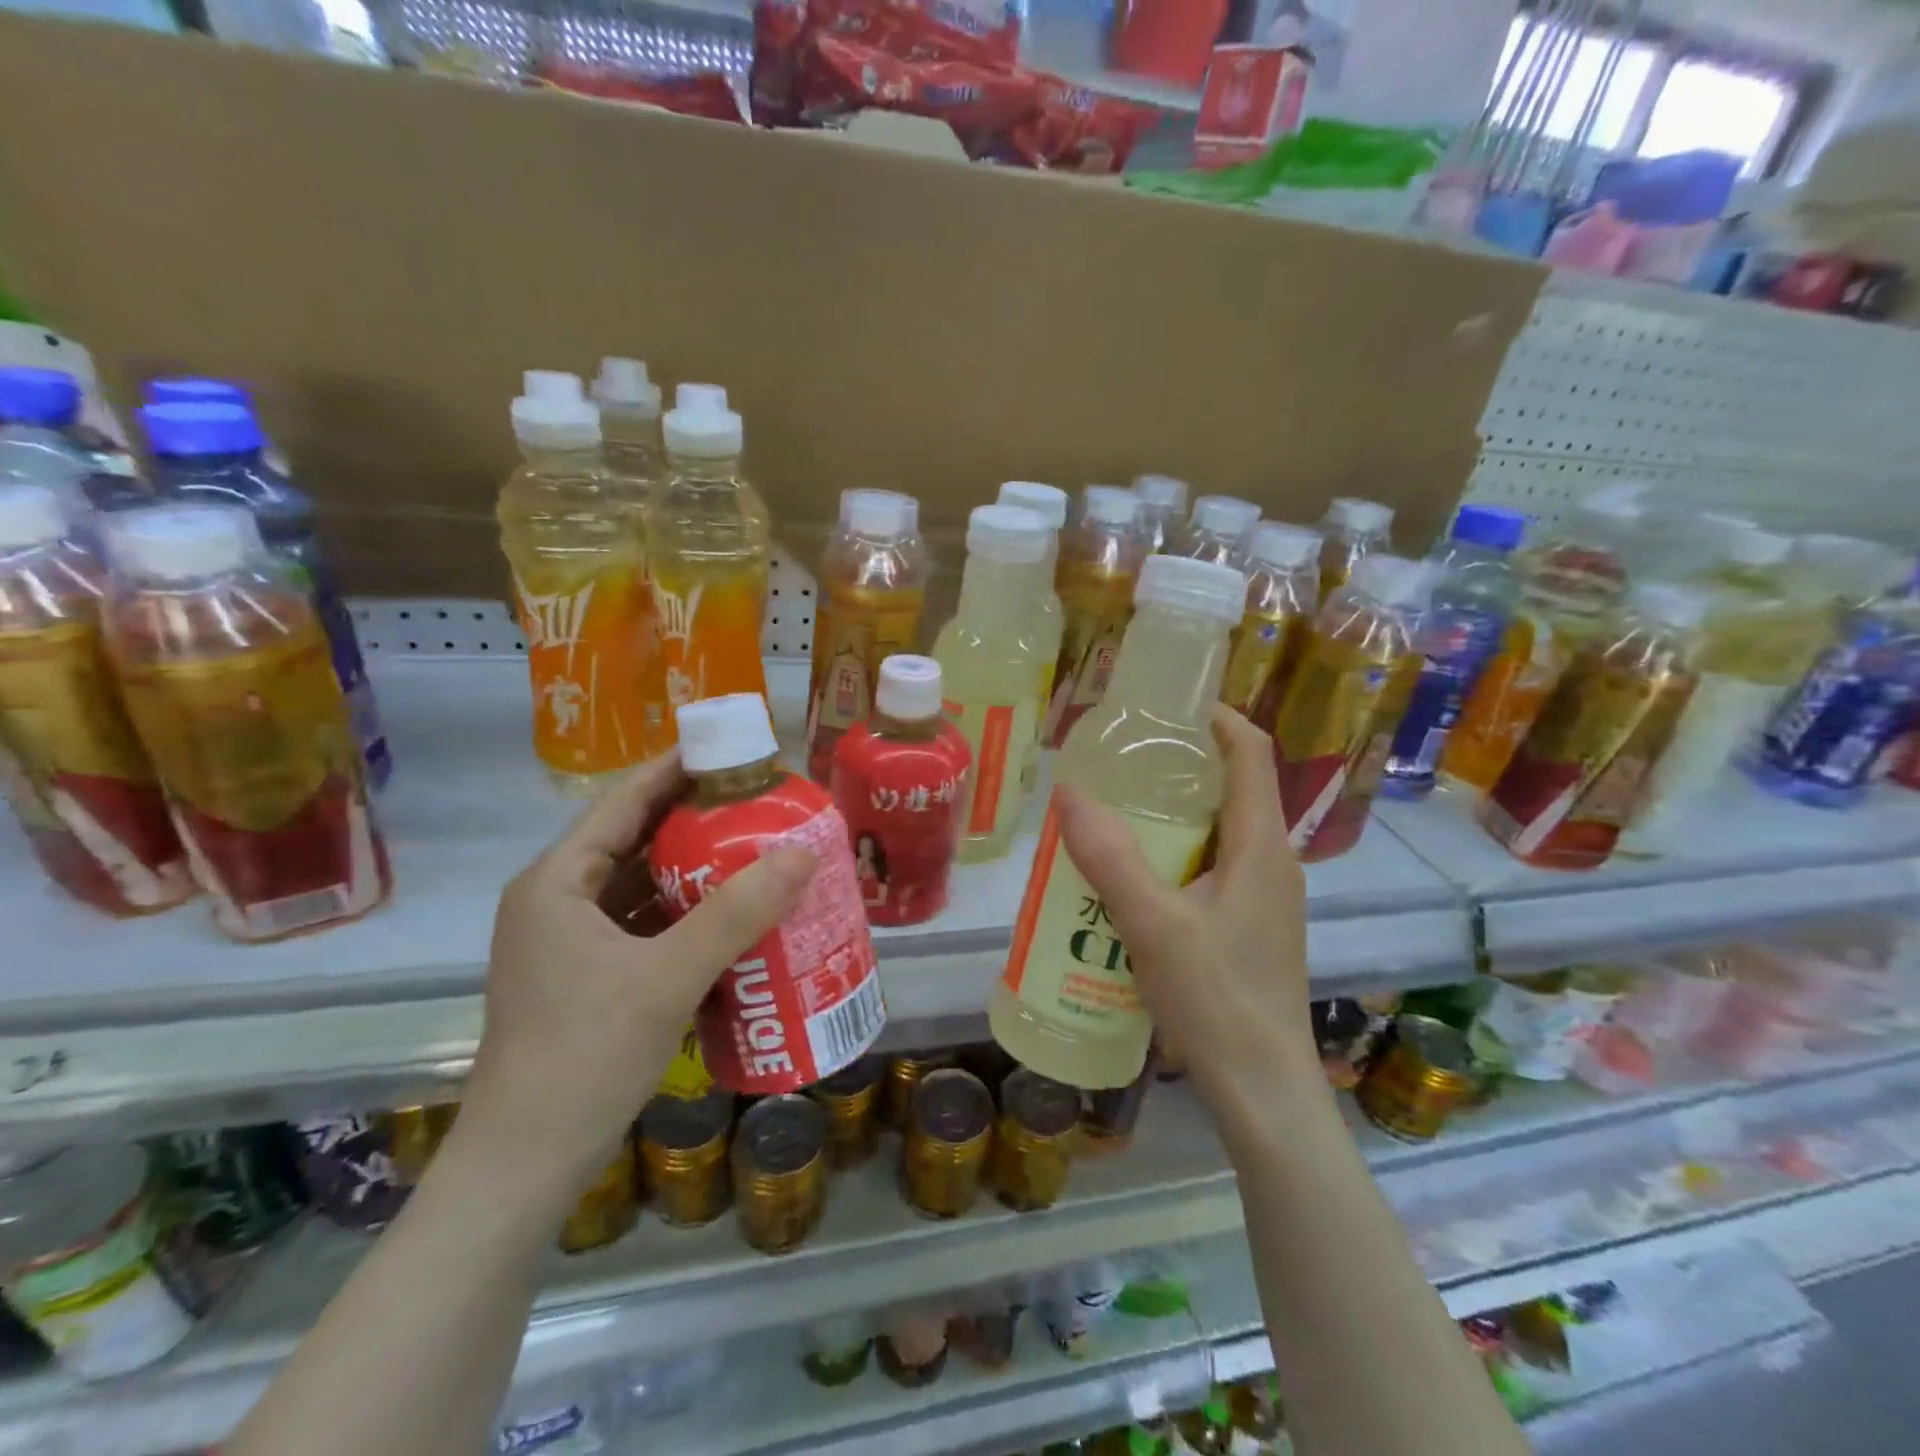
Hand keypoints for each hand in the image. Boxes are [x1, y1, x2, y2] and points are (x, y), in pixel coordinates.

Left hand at [460, 754, 817, 1197]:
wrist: (524, 1168)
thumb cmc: (584, 1056)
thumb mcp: (668, 977)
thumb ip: (737, 912)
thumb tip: (803, 852)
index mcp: (558, 882)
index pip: (624, 801)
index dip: (678, 768)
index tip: (734, 751)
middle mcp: (557, 901)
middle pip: (635, 839)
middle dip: (697, 819)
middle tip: (762, 803)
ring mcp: (570, 943)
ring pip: (642, 885)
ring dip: (696, 869)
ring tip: (759, 849)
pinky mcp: (588, 978)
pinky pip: (645, 925)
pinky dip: (686, 914)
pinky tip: (735, 916)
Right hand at [1054, 707, 1317, 1112]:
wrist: (1263, 1090)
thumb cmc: (1217, 999)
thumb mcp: (1152, 924)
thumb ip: (1109, 856)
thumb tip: (1069, 791)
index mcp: (1262, 845)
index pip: (1251, 753)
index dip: (1217, 717)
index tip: (1166, 704)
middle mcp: (1273, 861)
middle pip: (1234, 788)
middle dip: (1181, 767)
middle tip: (1121, 762)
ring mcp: (1267, 897)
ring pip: (1220, 833)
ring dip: (1174, 817)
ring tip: (1116, 815)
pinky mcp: (1253, 926)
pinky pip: (1215, 869)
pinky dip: (1177, 857)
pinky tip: (1133, 881)